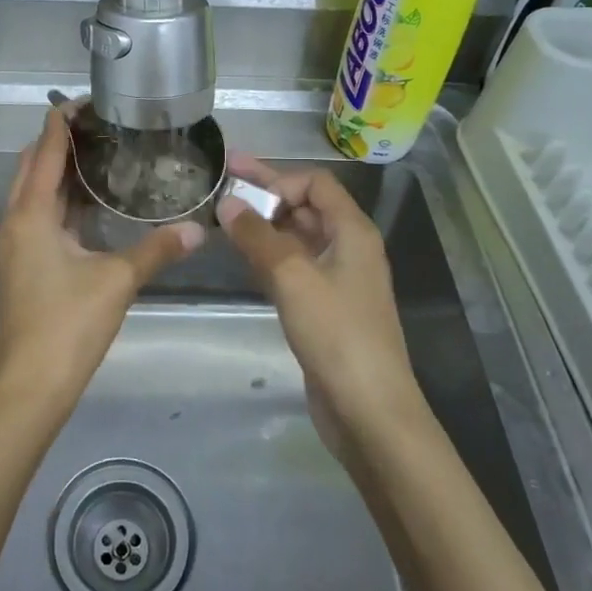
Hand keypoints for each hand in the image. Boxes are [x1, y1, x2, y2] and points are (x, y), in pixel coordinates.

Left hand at [0, 109, 202, 414]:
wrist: (31, 385)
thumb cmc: (69, 324)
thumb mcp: (118, 281)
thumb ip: (158, 250)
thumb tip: (200, 228)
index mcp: (30, 215)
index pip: (44, 152)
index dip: (61, 122)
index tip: (85, 99)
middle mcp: (12, 223)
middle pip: (31, 168)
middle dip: (58, 142)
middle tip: (98, 125)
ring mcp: (12, 246)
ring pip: (31, 194)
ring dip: (57, 172)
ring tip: (97, 155)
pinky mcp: (19, 266)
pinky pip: (35, 217)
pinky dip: (57, 201)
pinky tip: (88, 204)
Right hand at [216, 153, 421, 437]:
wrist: (369, 410)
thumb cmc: (336, 334)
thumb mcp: (293, 277)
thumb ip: (257, 236)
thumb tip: (226, 202)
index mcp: (353, 231)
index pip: (315, 184)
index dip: (278, 180)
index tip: (241, 192)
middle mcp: (348, 248)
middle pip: (306, 207)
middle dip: (266, 193)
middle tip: (222, 180)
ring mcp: (337, 279)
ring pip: (297, 238)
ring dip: (264, 225)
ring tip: (223, 217)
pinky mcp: (325, 308)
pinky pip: (294, 267)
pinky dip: (269, 255)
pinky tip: (243, 257)